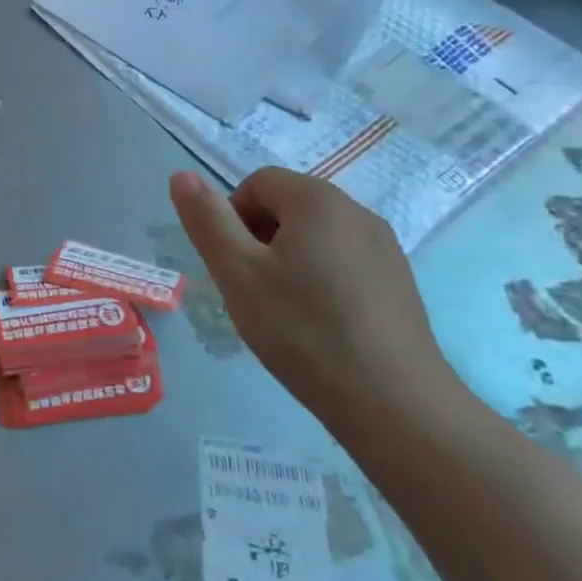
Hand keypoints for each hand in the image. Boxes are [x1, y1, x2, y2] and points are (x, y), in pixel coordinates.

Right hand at [169, 167, 454, 423]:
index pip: (258, 183)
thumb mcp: (237, 273)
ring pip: (316, 237)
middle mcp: (357, 211)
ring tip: (282, 312)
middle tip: (251, 290)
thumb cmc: (303, 330)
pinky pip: (344, 263)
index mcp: (317, 199)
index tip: (232, 266)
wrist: (396, 405)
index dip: (231, 217)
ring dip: (288, 261)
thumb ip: (207, 220)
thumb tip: (182, 175)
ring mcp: (385, 248)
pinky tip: (319, 327)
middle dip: (259, 239)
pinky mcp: (400, 283)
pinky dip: (321, 281)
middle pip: (288, 206)